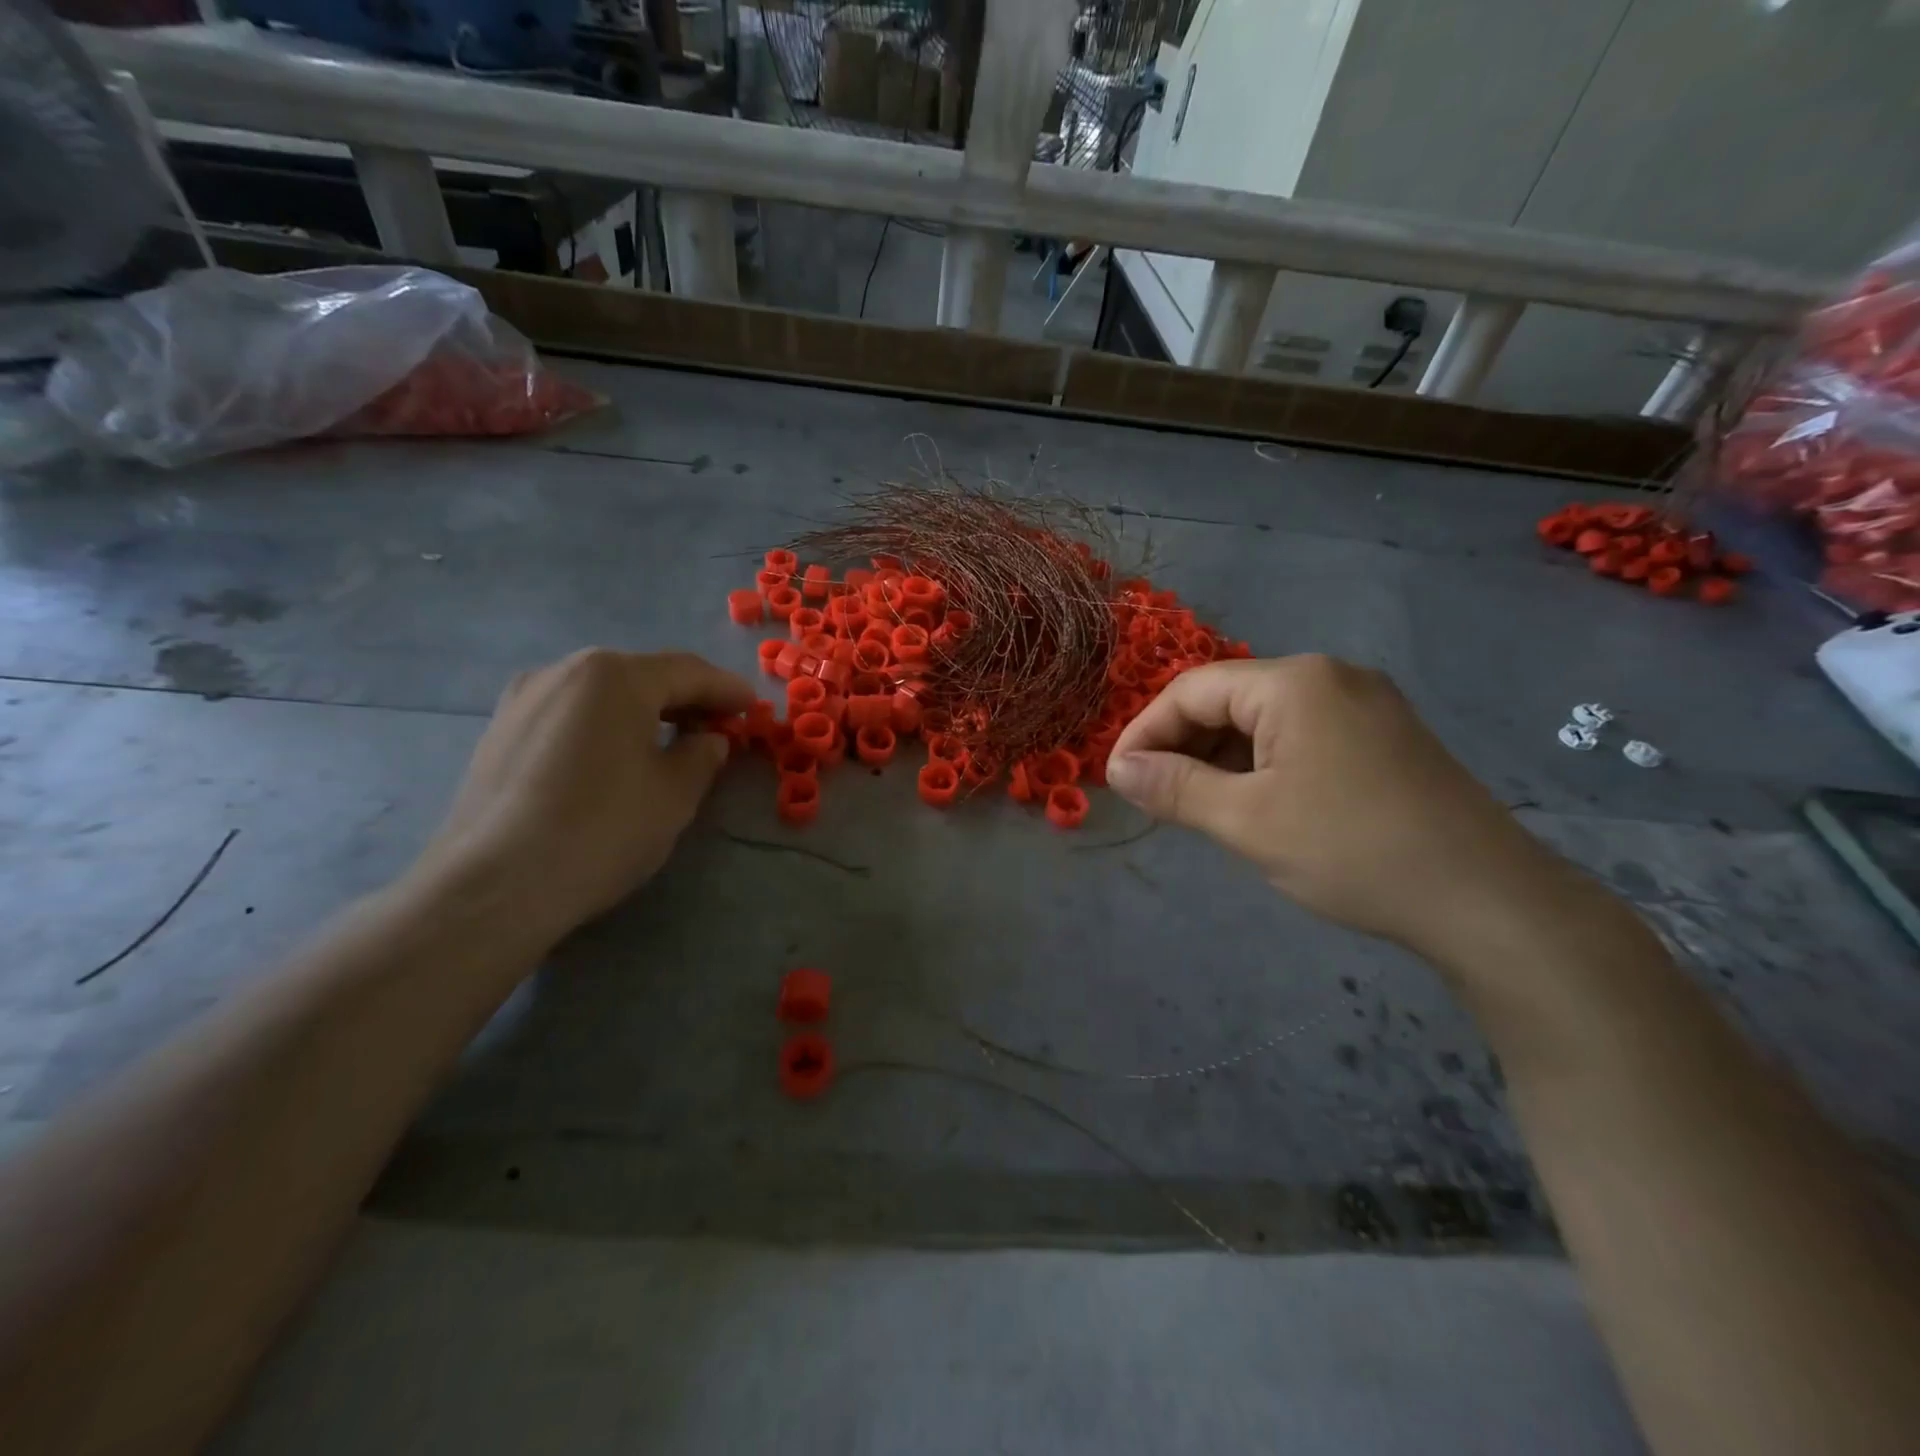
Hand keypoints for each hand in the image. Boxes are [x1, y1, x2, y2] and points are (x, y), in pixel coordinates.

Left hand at [417, 649, 753, 941]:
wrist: (495, 885)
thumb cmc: (602, 829)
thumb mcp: (675, 794)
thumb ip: (702, 755)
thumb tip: (708, 739)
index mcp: (615, 676)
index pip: (687, 672)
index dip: (726, 690)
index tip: (753, 708)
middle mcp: (565, 671)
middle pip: (642, 676)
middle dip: (685, 699)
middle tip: (717, 727)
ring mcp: (524, 699)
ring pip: (602, 694)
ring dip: (644, 711)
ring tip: (669, 742)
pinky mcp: (499, 732)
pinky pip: (570, 714)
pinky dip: (604, 726)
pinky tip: (615, 757)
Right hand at [1106, 655, 1556, 955]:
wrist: (1486, 900)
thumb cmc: (1352, 851)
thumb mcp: (1246, 821)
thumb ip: (1174, 787)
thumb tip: (1118, 768)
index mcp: (1294, 682)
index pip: (1192, 690)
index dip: (1145, 731)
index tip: (1117, 778)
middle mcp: (1330, 677)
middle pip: (1229, 699)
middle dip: (1183, 745)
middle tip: (1154, 796)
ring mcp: (1364, 704)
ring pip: (1264, 720)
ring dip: (1220, 757)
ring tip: (1197, 804)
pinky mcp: (1383, 736)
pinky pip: (1300, 735)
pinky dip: (1262, 763)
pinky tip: (1253, 802)